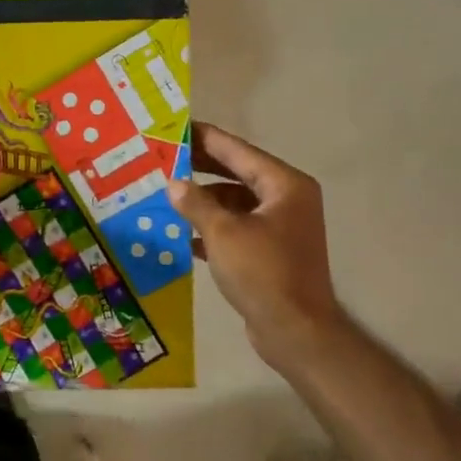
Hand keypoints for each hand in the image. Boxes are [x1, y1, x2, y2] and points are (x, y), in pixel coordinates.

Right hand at [168, 122, 345, 370]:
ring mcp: (281, 226)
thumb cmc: (263, 273)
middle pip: (237, 173)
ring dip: (203, 200)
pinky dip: (213, 227)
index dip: (205, 138)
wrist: (296, 332)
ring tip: (166, 194)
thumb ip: (196, 203)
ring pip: (234, 202)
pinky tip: (182, 233)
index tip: (176, 128)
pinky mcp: (271, 251)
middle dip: (200, 168)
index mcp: (284, 185)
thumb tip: (173, 183)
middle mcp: (287, 199)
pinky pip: (237, 227)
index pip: (238, 151)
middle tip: (164, 157)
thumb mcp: (223, 233)